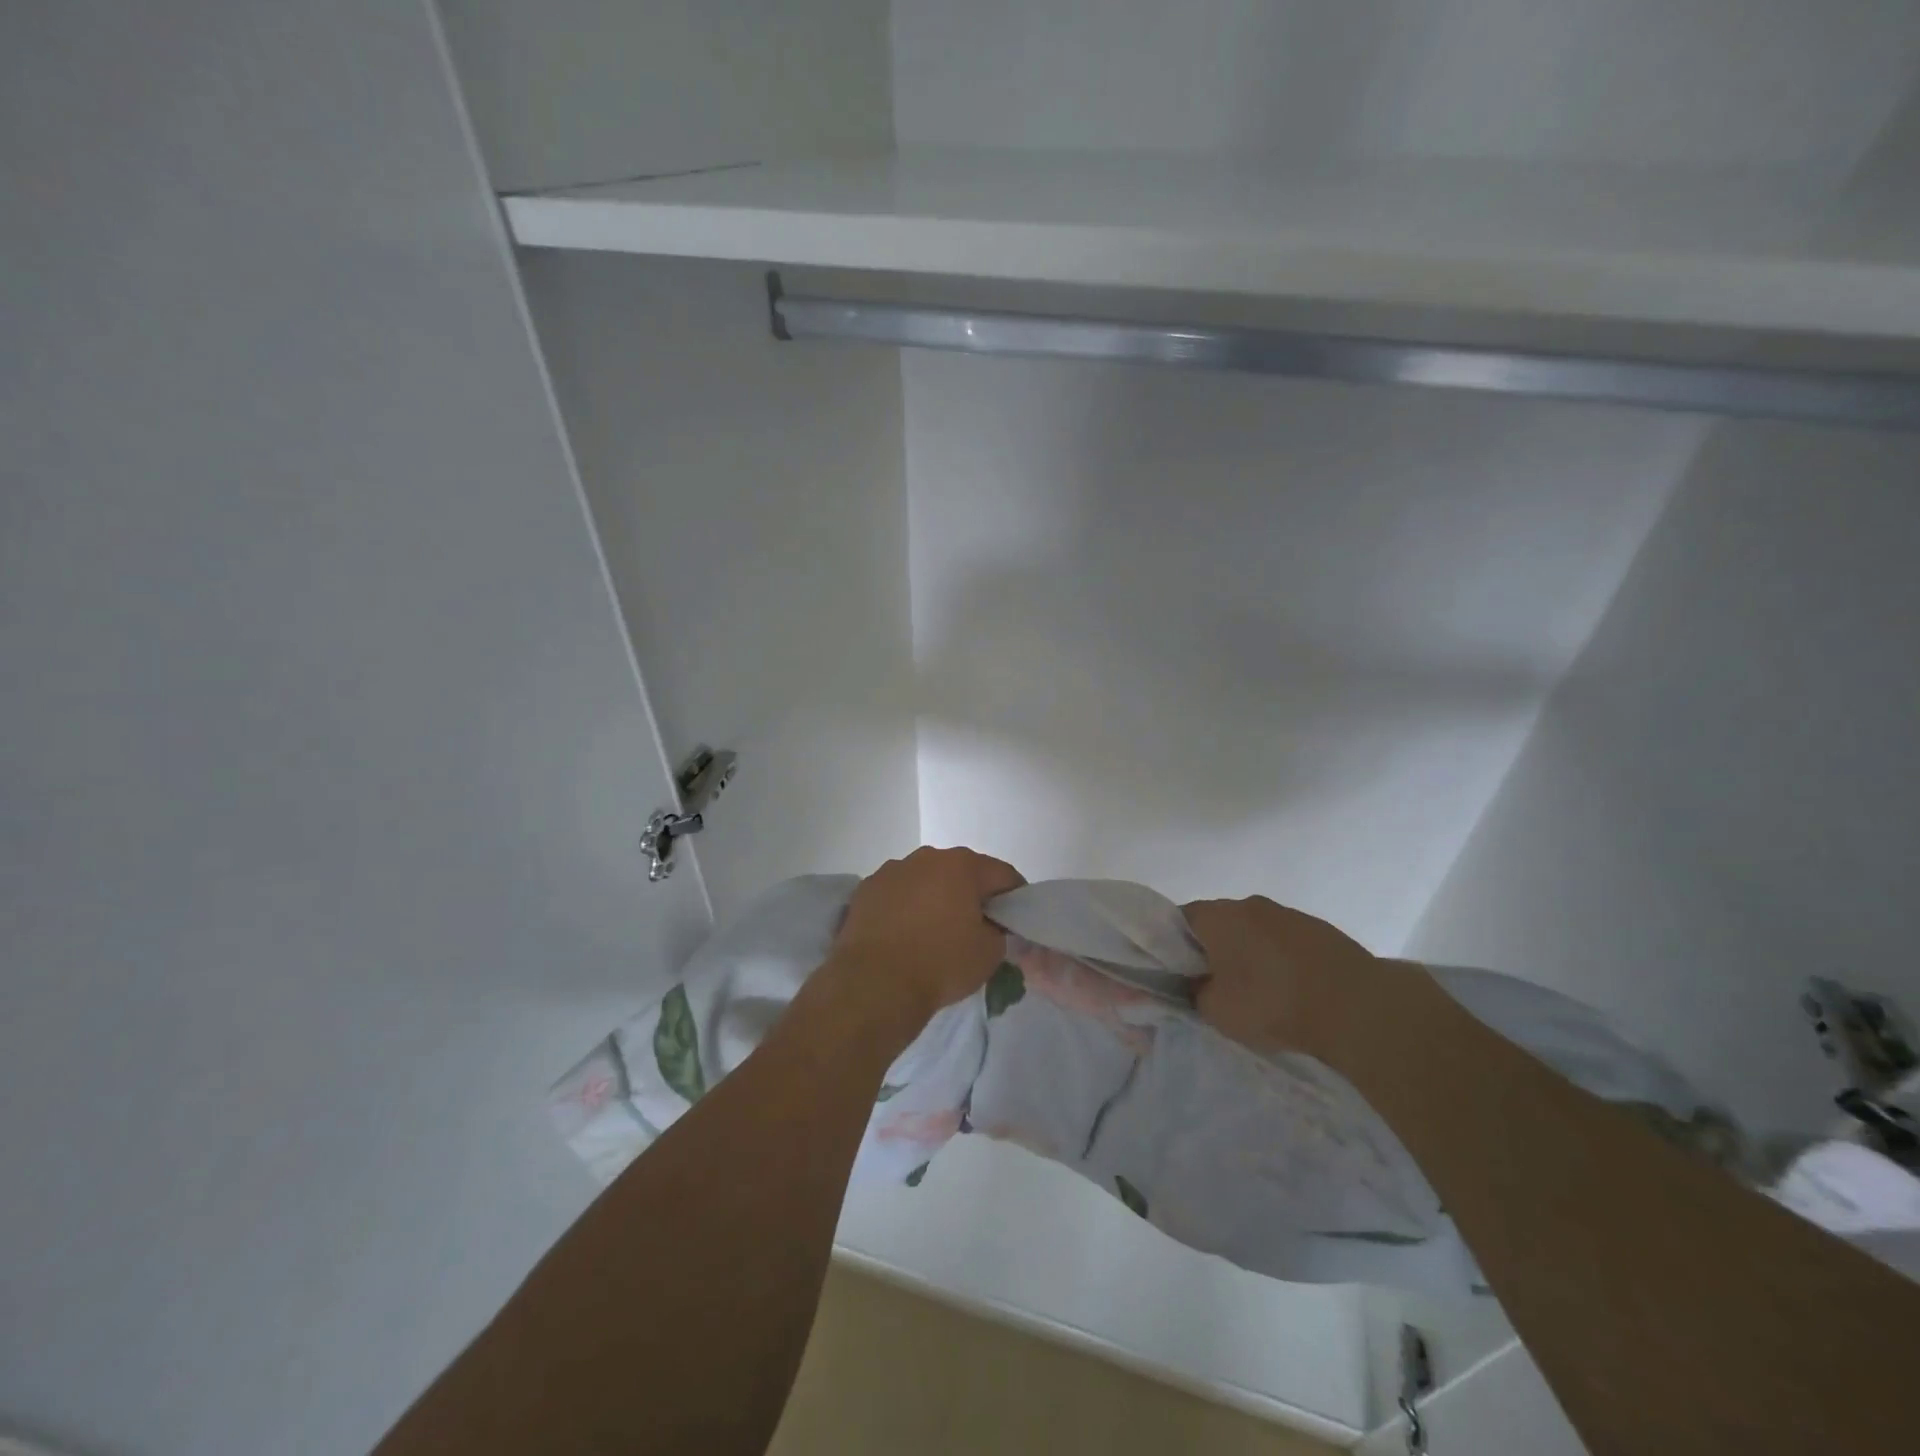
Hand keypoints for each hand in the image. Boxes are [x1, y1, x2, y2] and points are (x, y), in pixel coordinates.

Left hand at [829, 845, 1025, 1033]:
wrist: (874, 983)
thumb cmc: (940, 964)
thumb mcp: (990, 953)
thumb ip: (998, 930)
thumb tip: (989, 924)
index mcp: (963, 865)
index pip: (1002, 874)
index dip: (1014, 896)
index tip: (1014, 919)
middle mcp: (927, 857)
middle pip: (962, 872)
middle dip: (971, 894)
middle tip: (976, 926)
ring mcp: (893, 869)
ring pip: (926, 880)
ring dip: (935, 897)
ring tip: (934, 931)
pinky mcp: (867, 888)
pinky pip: (898, 893)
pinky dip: (905, 906)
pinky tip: (904, 934)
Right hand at [1184, 896, 1397, 1064]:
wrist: (1358, 1007)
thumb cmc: (1273, 1003)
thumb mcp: (1216, 1011)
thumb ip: (1195, 993)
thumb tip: (1196, 984)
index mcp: (1218, 915)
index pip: (1179, 919)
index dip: (1173, 945)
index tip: (1179, 973)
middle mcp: (1249, 904)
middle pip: (1218, 922)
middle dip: (1213, 949)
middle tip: (1214, 985)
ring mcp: (1288, 914)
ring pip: (1254, 931)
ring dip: (1250, 954)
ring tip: (1258, 991)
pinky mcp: (1320, 930)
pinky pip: (1285, 942)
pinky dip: (1280, 959)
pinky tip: (1290, 989)